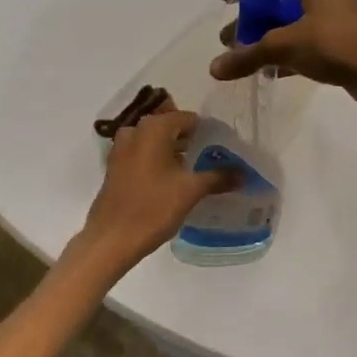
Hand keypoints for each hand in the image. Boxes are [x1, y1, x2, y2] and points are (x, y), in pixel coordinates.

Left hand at [77, 108, 237, 266]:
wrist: (112, 238)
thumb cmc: (153, 208)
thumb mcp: (190, 191)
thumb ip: (218, 177)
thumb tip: (244, 174)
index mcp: (154, 128)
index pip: (187, 118)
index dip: (206, 131)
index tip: (221, 146)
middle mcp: (135, 130)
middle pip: (169, 127)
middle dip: (189, 140)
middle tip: (211, 156)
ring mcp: (121, 148)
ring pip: (153, 141)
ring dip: (172, 150)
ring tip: (194, 168)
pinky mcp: (115, 166)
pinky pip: (141, 153)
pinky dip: (157, 160)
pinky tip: (171, 178)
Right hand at [209, 0, 356, 106]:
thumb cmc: (332, 45)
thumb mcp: (283, 47)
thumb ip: (247, 55)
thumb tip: (214, 68)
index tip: (223, 0)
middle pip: (276, 0)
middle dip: (251, 20)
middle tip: (230, 39)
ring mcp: (334, 13)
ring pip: (290, 21)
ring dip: (267, 38)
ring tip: (246, 58)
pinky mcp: (341, 36)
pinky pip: (305, 38)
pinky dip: (287, 50)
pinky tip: (271, 71)